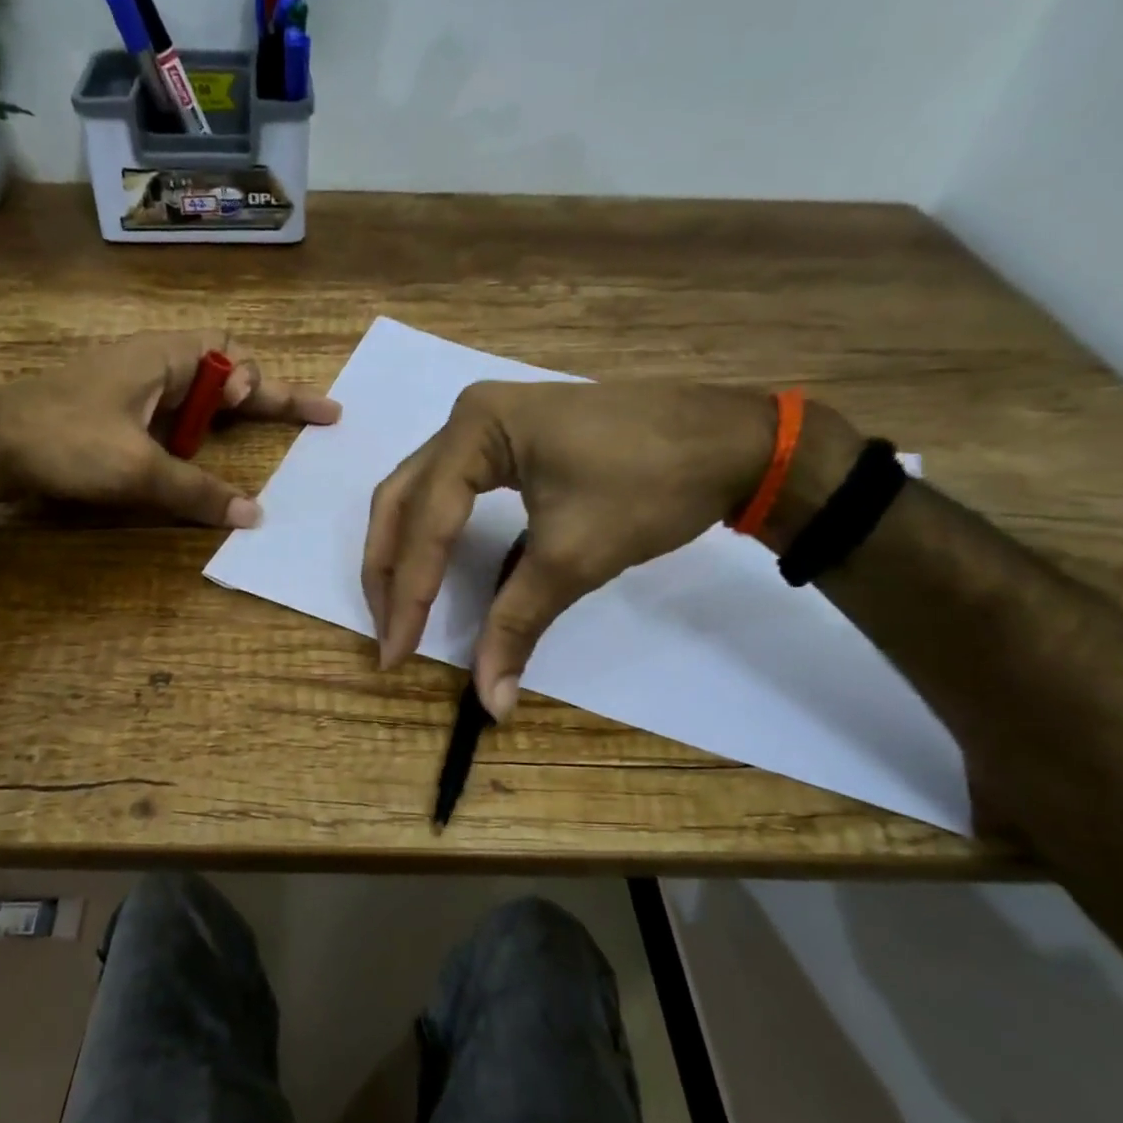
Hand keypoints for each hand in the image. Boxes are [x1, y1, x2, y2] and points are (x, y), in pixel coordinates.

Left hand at [0, 333, 340, 525]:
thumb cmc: (66, 440)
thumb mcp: (139, 469)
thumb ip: (199, 491)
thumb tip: (254, 515)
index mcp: (167, 358)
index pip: (240, 365)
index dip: (280, 391)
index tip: (317, 414)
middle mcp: (156, 364)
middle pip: (226, 373)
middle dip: (265, 395)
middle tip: (304, 418)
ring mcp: (134, 387)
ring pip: (200, 395)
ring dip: (231, 414)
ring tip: (262, 432)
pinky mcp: (116, 410)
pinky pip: (175, 415)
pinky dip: (200, 433)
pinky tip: (201, 454)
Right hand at [363, 380, 825, 718]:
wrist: (734, 442)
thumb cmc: (652, 485)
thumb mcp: (575, 557)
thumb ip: (517, 624)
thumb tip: (491, 704)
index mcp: (476, 429)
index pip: (426, 522)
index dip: (409, 594)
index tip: (395, 654)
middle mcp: (466, 418)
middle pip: (401, 501)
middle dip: (388, 571)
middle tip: (388, 632)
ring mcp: (486, 424)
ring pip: (418, 493)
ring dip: (403, 552)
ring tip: (399, 608)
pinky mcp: (506, 441)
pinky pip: (448, 491)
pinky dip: (433, 534)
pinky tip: (432, 570)